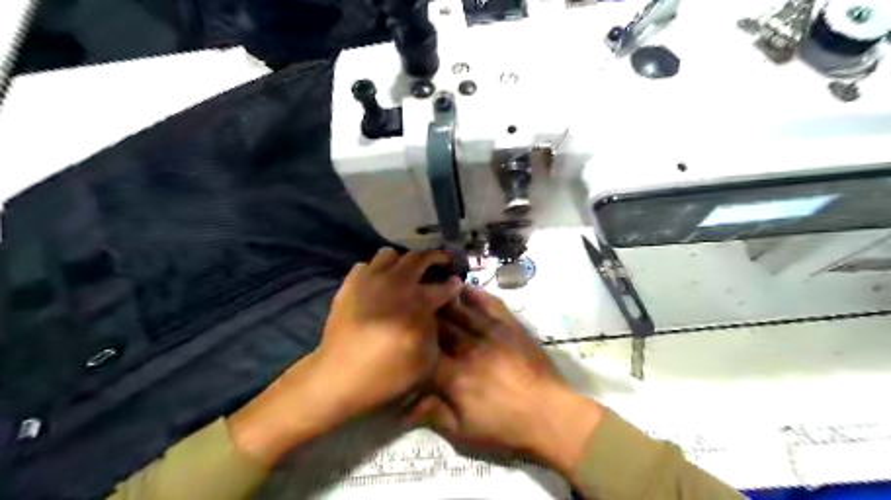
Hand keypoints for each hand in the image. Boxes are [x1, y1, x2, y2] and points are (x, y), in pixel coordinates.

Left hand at [230, 249, 459, 466]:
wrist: (340, 376)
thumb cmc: (387, 373)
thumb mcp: (426, 360)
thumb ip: (435, 329)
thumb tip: (434, 311)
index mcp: (418, 302)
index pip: (444, 286)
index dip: (453, 284)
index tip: (456, 282)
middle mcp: (397, 283)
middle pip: (419, 258)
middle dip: (435, 258)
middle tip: (440, 263)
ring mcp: (371, 280)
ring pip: (390, 254)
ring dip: (403, 261)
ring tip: (406, 272)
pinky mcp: (350, 284)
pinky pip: (366, 265)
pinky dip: (376, 270)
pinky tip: (379, 284)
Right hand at [415, 287, 600, 473]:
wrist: (551, 416)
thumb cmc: (506, 428)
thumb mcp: (465, 433)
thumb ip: (433, 415)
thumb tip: (404, 407)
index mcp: (454, 376)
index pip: (424, 352)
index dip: (411, 342)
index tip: (402, 335)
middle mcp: (469, 348)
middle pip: (440, 326)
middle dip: (424, 317)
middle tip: (412, 308)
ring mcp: (492, 333)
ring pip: (461, 311)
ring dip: (444, 300)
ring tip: (430, 290)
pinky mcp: (511, 326)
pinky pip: (491, 305)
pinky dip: (477, 294)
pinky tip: (464, 287)